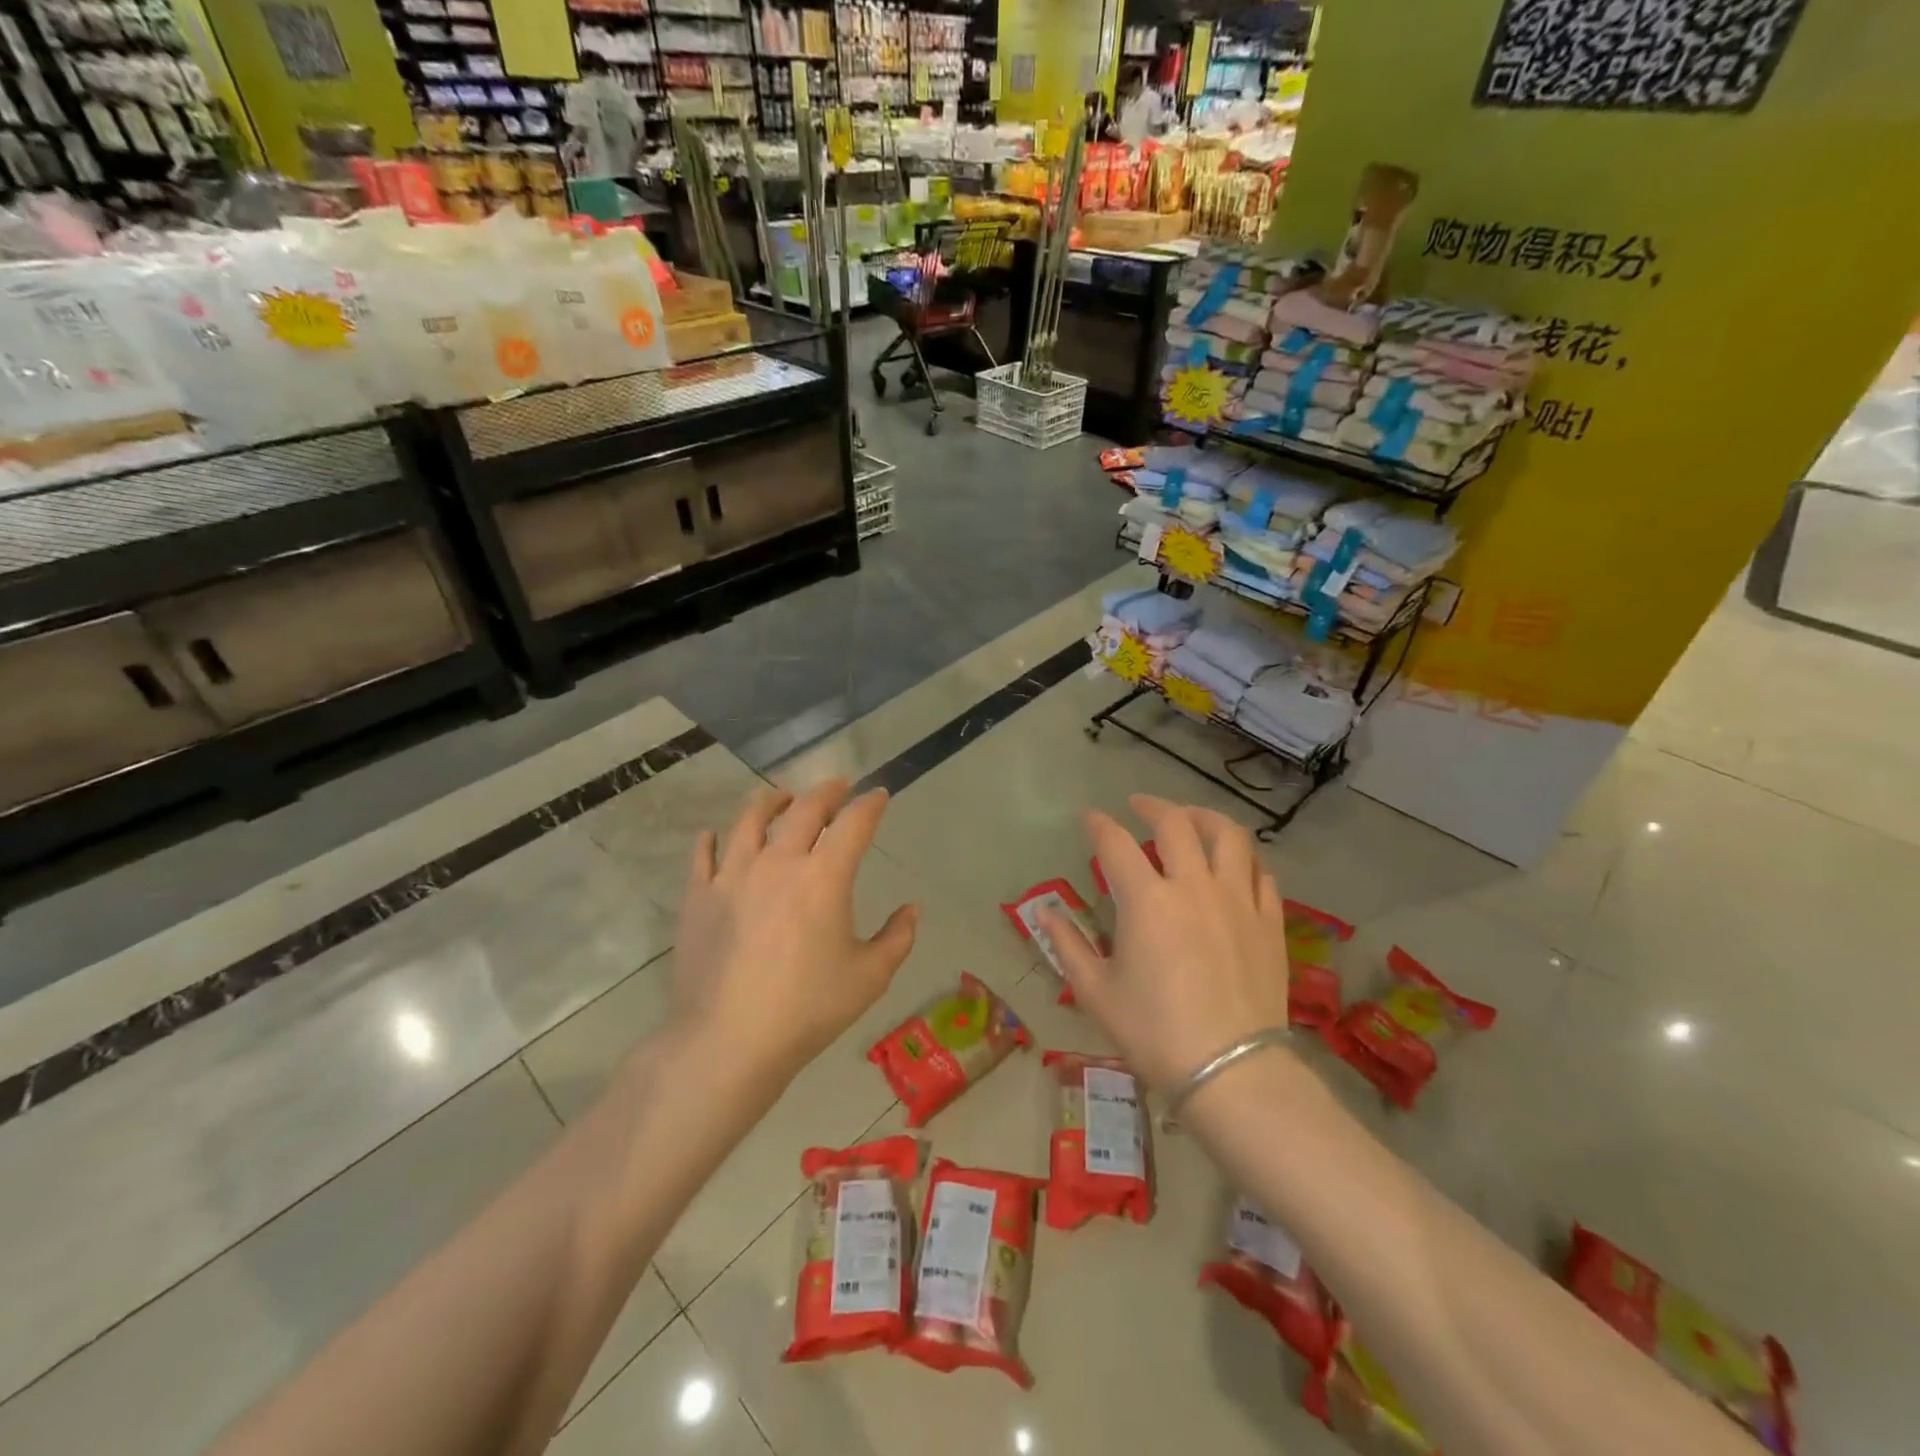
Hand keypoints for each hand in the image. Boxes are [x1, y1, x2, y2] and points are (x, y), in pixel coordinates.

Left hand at [672, 779, 918, 1083]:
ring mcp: (732, 875)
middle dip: (826, 792)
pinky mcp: (698, 897)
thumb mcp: (869, 978)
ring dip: (771, 801)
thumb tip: (911, 910)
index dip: (870, 804)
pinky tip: (714, 835)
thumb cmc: (807, 1009)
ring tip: (780, 796)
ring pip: (750, 819)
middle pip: (804, 809)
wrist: (728, 1041)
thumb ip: (897, 938)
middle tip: (838, 787)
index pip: (854, 823)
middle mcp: (778, 862)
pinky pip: (703, 855)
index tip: (879, 795)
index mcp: (824, 877)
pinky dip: (711, 839)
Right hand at [1038, 795, 1290, 1090]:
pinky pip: (1261, 872)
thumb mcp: (1096, 992)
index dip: (1098, 825)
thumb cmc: (1154, 1033)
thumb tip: (1042, 912)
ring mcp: (1238, 900)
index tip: (1089, 818)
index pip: (1115, 843)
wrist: (1232, 1072)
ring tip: (1191, 818)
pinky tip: (1233, 864)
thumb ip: (1067, 945)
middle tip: (1139, 805)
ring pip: (1229, 836)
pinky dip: (1243, 858)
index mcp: (1147, 901)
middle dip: (1152, 805)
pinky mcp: (1270, 921)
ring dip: (1205, 817)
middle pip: (1175, 824)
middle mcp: (1193, 886)